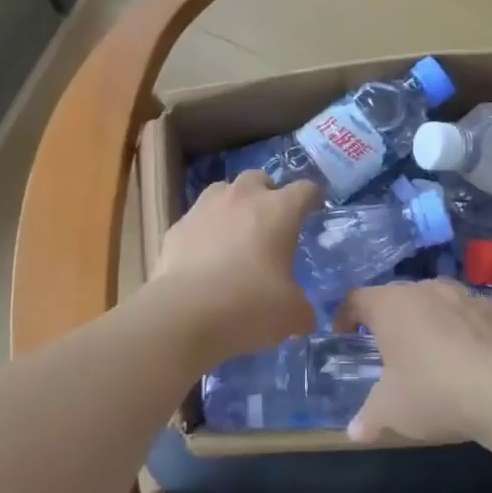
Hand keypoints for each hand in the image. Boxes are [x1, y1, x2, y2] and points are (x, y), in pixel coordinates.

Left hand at [149, 171, 321, 365]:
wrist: (185, 315)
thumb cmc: (251, 306)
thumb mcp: (292, 314)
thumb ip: (301, 306)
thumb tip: (302, 313)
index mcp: (279, 211)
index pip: (304, 189)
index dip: (312, 197)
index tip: (315, 208)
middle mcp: (242, 199)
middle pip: (258, 178)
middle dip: (267, 193)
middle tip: (271, 221)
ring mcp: (204, 209)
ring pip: (222, 190)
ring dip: (233, 204)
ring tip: (235, 231)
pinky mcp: (177, 228)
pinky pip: (196, 219)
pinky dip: (204, 231)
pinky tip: (204, 256)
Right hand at [336, 281, 491, 444]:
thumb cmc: (431, 391)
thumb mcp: (390, 410)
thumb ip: (368, 417)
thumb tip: (353, 432)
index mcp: (389, 305)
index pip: (356, 299)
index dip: (345, 316)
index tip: (344, 335)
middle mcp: (423, 290)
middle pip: (395, 296)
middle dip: (387, 318)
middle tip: (384, 347)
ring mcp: (461, 296)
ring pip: (432, 300)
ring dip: (425, 318)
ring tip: (425, 347)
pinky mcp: (491, 311)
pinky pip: (465, 313)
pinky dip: (458, 326)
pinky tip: (463, 353)